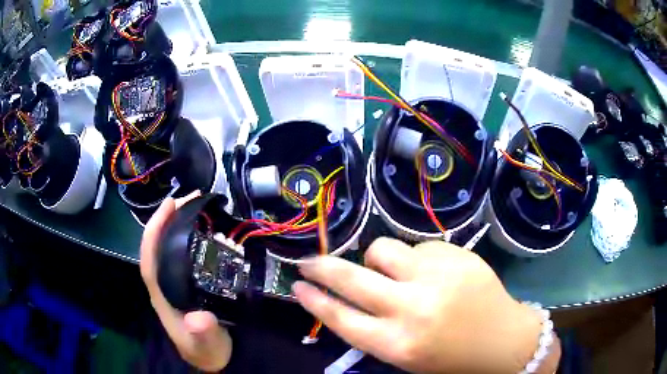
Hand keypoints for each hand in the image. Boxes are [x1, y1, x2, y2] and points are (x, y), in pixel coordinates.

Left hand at [140, 190, 231, 371]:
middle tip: (190, 198)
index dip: (154, 230)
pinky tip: (204, 229)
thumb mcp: (206, 346)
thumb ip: (202, 334)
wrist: (214, 357)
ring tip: (197, 205)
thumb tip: (199, 318)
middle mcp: (165, 283)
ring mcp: (175, 282)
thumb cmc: (206, 351)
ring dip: (179, 224)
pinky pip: (184, 254)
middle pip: (158, 246)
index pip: (149, 257)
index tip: (169, 206)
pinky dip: (191, 237)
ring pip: (170, 247)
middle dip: (168, 219)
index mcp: (162, 294)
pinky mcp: (187, 282)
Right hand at [293, 238, 559, 373]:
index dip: (314, 300)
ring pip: (383, 249)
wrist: (503, 340)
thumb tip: (346, 297)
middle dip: (322, 268)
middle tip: (308, 262)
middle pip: (352, 278)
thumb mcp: (405, 356)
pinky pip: (419, 246)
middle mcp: (413, 308)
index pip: (341, 318)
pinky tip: (435, 274)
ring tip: (397, 272)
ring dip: (379, 260)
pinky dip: (417, 259)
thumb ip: (374, 329)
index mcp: (398, 344)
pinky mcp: (457, 255)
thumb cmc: (451, 357)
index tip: (297, 285)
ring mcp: (437, 276)